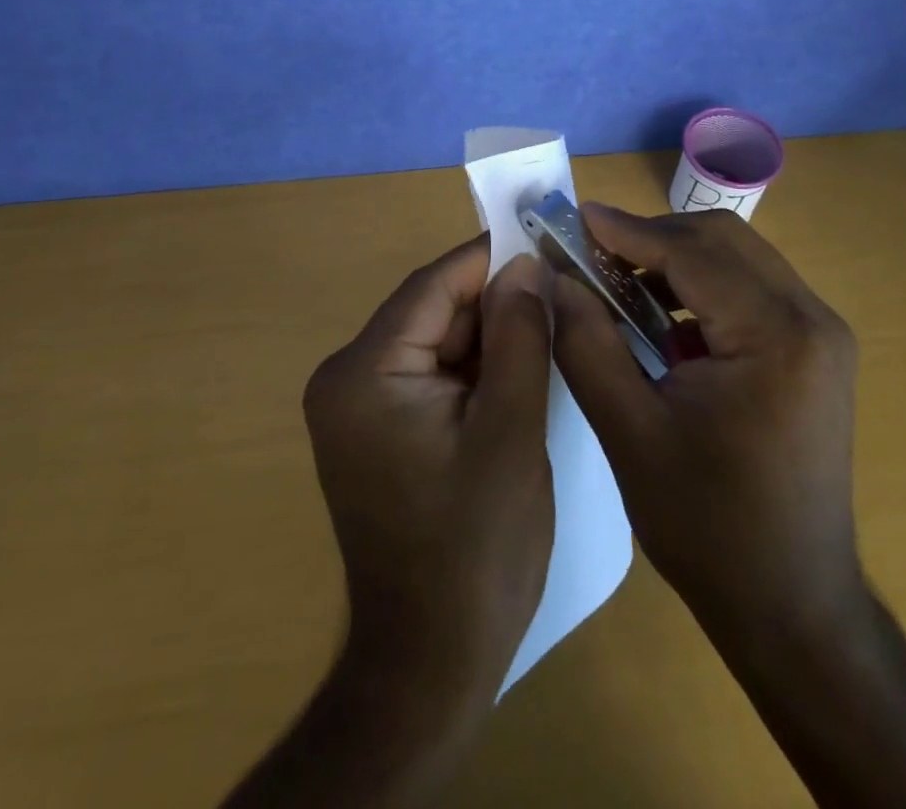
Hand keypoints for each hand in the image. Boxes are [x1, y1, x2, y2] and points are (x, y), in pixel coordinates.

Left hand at [303, 238, 554, 711]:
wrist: (429, 664)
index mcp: (364, 372)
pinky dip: (472, 370)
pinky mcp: (374, 430)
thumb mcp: (511, 430)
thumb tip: (526, 264)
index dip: (490, 259)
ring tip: (550, 328)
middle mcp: (346, 378)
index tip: (545, 242)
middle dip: (494, 302)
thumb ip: (518, 336)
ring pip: (435, 341)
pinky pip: (428, 375)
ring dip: (488, 336)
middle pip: (432, 311)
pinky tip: (517, 372)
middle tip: (559, 293)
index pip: (433, 286)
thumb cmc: (475, 548)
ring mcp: (356, 406)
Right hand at [551, 204, 862, 642]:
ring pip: (738, 259)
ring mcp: (821, 334)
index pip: (691, 252)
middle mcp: (812, 320)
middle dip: (652, 237)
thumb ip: (586, 344)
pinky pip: (751, 290)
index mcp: (776, 336)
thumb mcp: (629, 432)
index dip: (627, 230)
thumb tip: (554, 278)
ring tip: (617, 284)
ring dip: (675, 259)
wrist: (793, 607)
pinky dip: (701, 288)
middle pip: (722, 240)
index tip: (573, 218)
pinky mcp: (815, 352)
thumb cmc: (708, 527)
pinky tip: (661, 321)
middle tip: (591, 253)